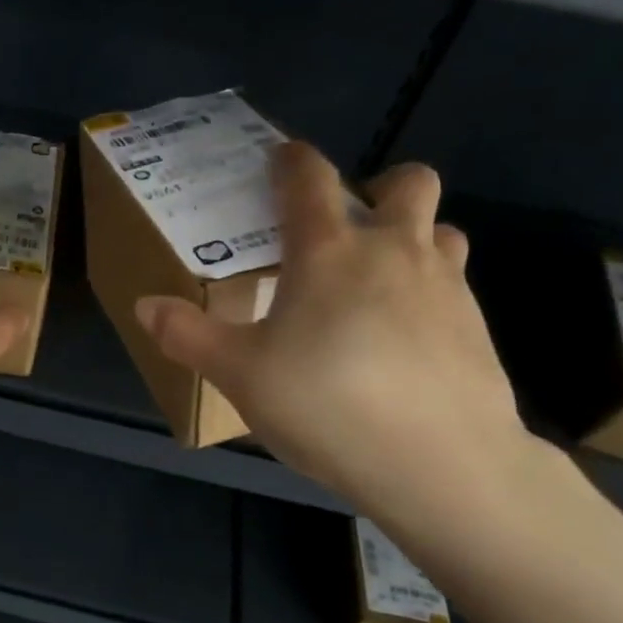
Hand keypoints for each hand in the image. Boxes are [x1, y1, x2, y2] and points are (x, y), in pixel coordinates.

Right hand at [135, 142, 527, 512]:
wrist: (441, 463)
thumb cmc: (326, 405)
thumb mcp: (239, 375)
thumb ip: (188, 335)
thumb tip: (145, 306)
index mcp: (328, 252)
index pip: (309, 178)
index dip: (291, 160)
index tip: (279, 160)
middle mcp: (393, 251)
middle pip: (407, 183)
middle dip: (378, 187)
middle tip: (346, 227)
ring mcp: (445, 285)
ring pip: (442, 230)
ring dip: (413, 237)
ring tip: (377, 281)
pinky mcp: (476, 326)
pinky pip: (454, 284)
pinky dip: (427, 291)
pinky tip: (402, 340)